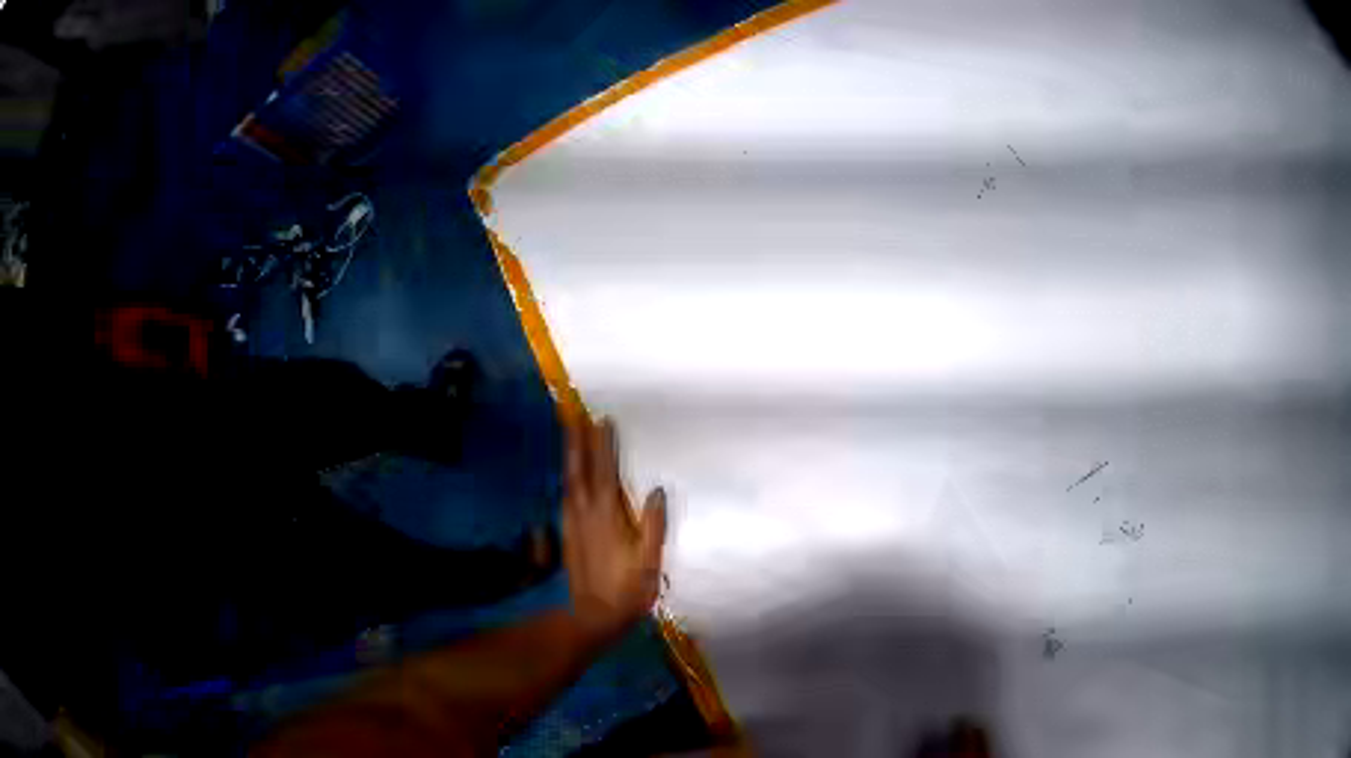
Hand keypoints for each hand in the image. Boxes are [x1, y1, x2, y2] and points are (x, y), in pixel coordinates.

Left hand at [561, 418, 666, 643]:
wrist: (593, 615)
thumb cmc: (628, 589)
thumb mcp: (649, 561)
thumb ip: (653, 525)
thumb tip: (658, 490)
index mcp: (607, 517)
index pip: (605, 472)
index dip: (604, 446)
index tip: (603, 420)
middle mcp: (585, 514)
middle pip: (579, 470)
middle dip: (577, 441)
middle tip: (575, 415)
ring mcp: (572, 523)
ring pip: (569, 481)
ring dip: (570, 456)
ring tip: (570, 434)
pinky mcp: (568, 534)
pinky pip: (566, 496)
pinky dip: (568, 478)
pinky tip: (570, 475)